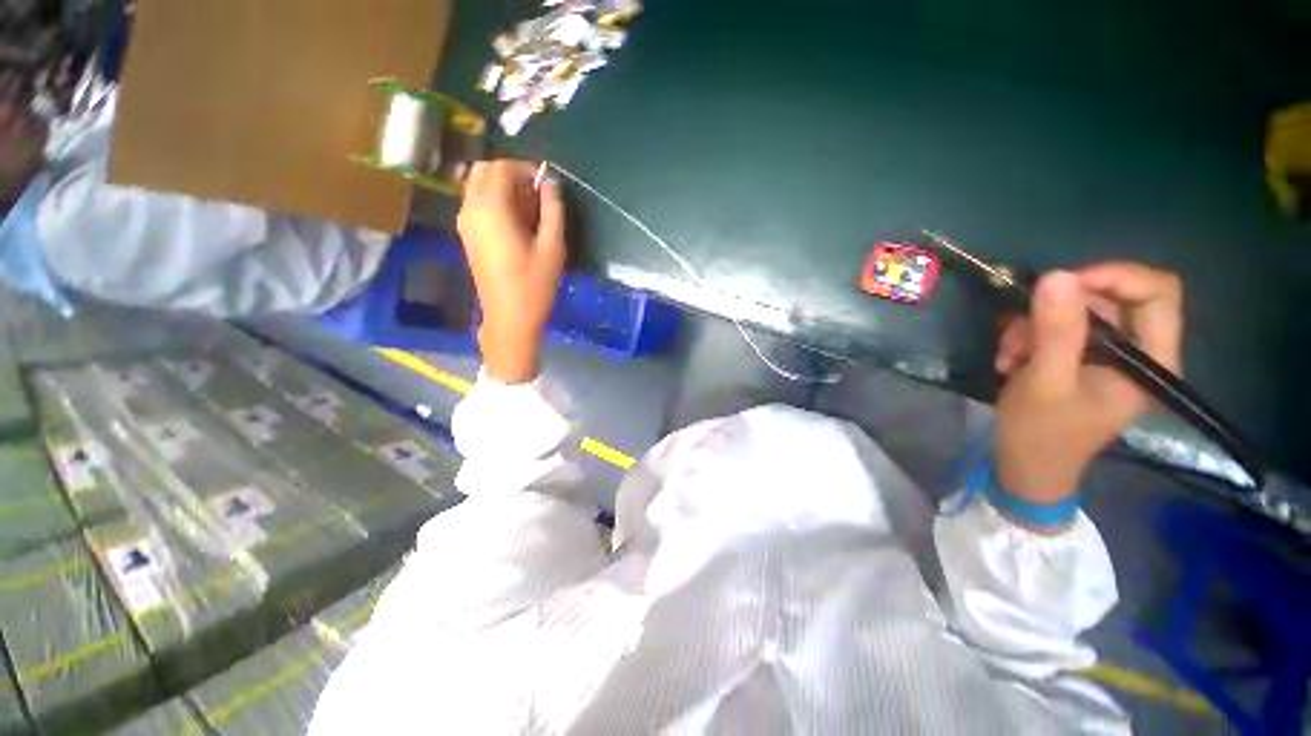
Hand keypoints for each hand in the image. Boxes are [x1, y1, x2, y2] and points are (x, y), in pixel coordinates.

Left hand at [457, 160, 566, 382]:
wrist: (509, 318)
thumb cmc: (535, 285)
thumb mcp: (553, 247)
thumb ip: (553, 210)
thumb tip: (550, 184)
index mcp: (491, 208)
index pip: (502, 168)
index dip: (525, 169)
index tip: (546, 182)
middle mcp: (471, 209)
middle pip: (484, 171)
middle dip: (511, 175)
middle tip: (537, 195)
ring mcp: (465, 223)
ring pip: (478, 186)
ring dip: (502, 188)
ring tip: (530, 211)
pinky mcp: (467, 236)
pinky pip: (477, 204)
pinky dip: (495, 202)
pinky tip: (517, 224)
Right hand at [993, 263, 1182, 512]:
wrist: (1026, 466)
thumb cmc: (1042, 433)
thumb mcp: (1045, 382)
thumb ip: (1055, 332)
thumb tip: (1056, 276)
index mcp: (1151, 360)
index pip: (1155, 292)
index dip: (1112, 277)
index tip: (1061, 285)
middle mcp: (1137, 351)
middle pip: (1108, 299)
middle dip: (1056, 309)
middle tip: (1018, 329)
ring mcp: (1108, 355)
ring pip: (1075, 313)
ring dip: (1032, 327)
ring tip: (1007, 355)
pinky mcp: (1082, 359)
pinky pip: (1057, 328)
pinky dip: (1027, 338)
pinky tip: (1009, 360)